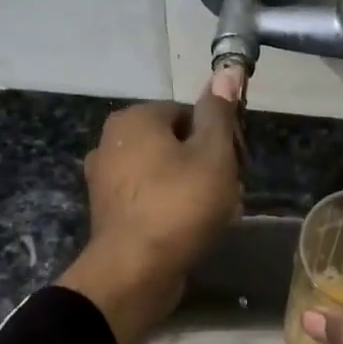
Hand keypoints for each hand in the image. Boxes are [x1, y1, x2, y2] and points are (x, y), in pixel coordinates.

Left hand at [58, 88, 241, 343]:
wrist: (135, 271)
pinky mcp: (109, 214)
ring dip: (193, 190)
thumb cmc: (179, 205)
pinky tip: (192, 231)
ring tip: (216, 216)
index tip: (236, 164)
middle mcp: (111, 142)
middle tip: (231, 193)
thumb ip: (219, 113)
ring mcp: (105, 180)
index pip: (188, 113)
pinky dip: (171, 210)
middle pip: (175, 144)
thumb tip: (226, 71)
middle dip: (206, 165)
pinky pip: (150, 201)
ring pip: (164, 174)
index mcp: (134, 119)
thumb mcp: (213, 154)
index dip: (219, 137)